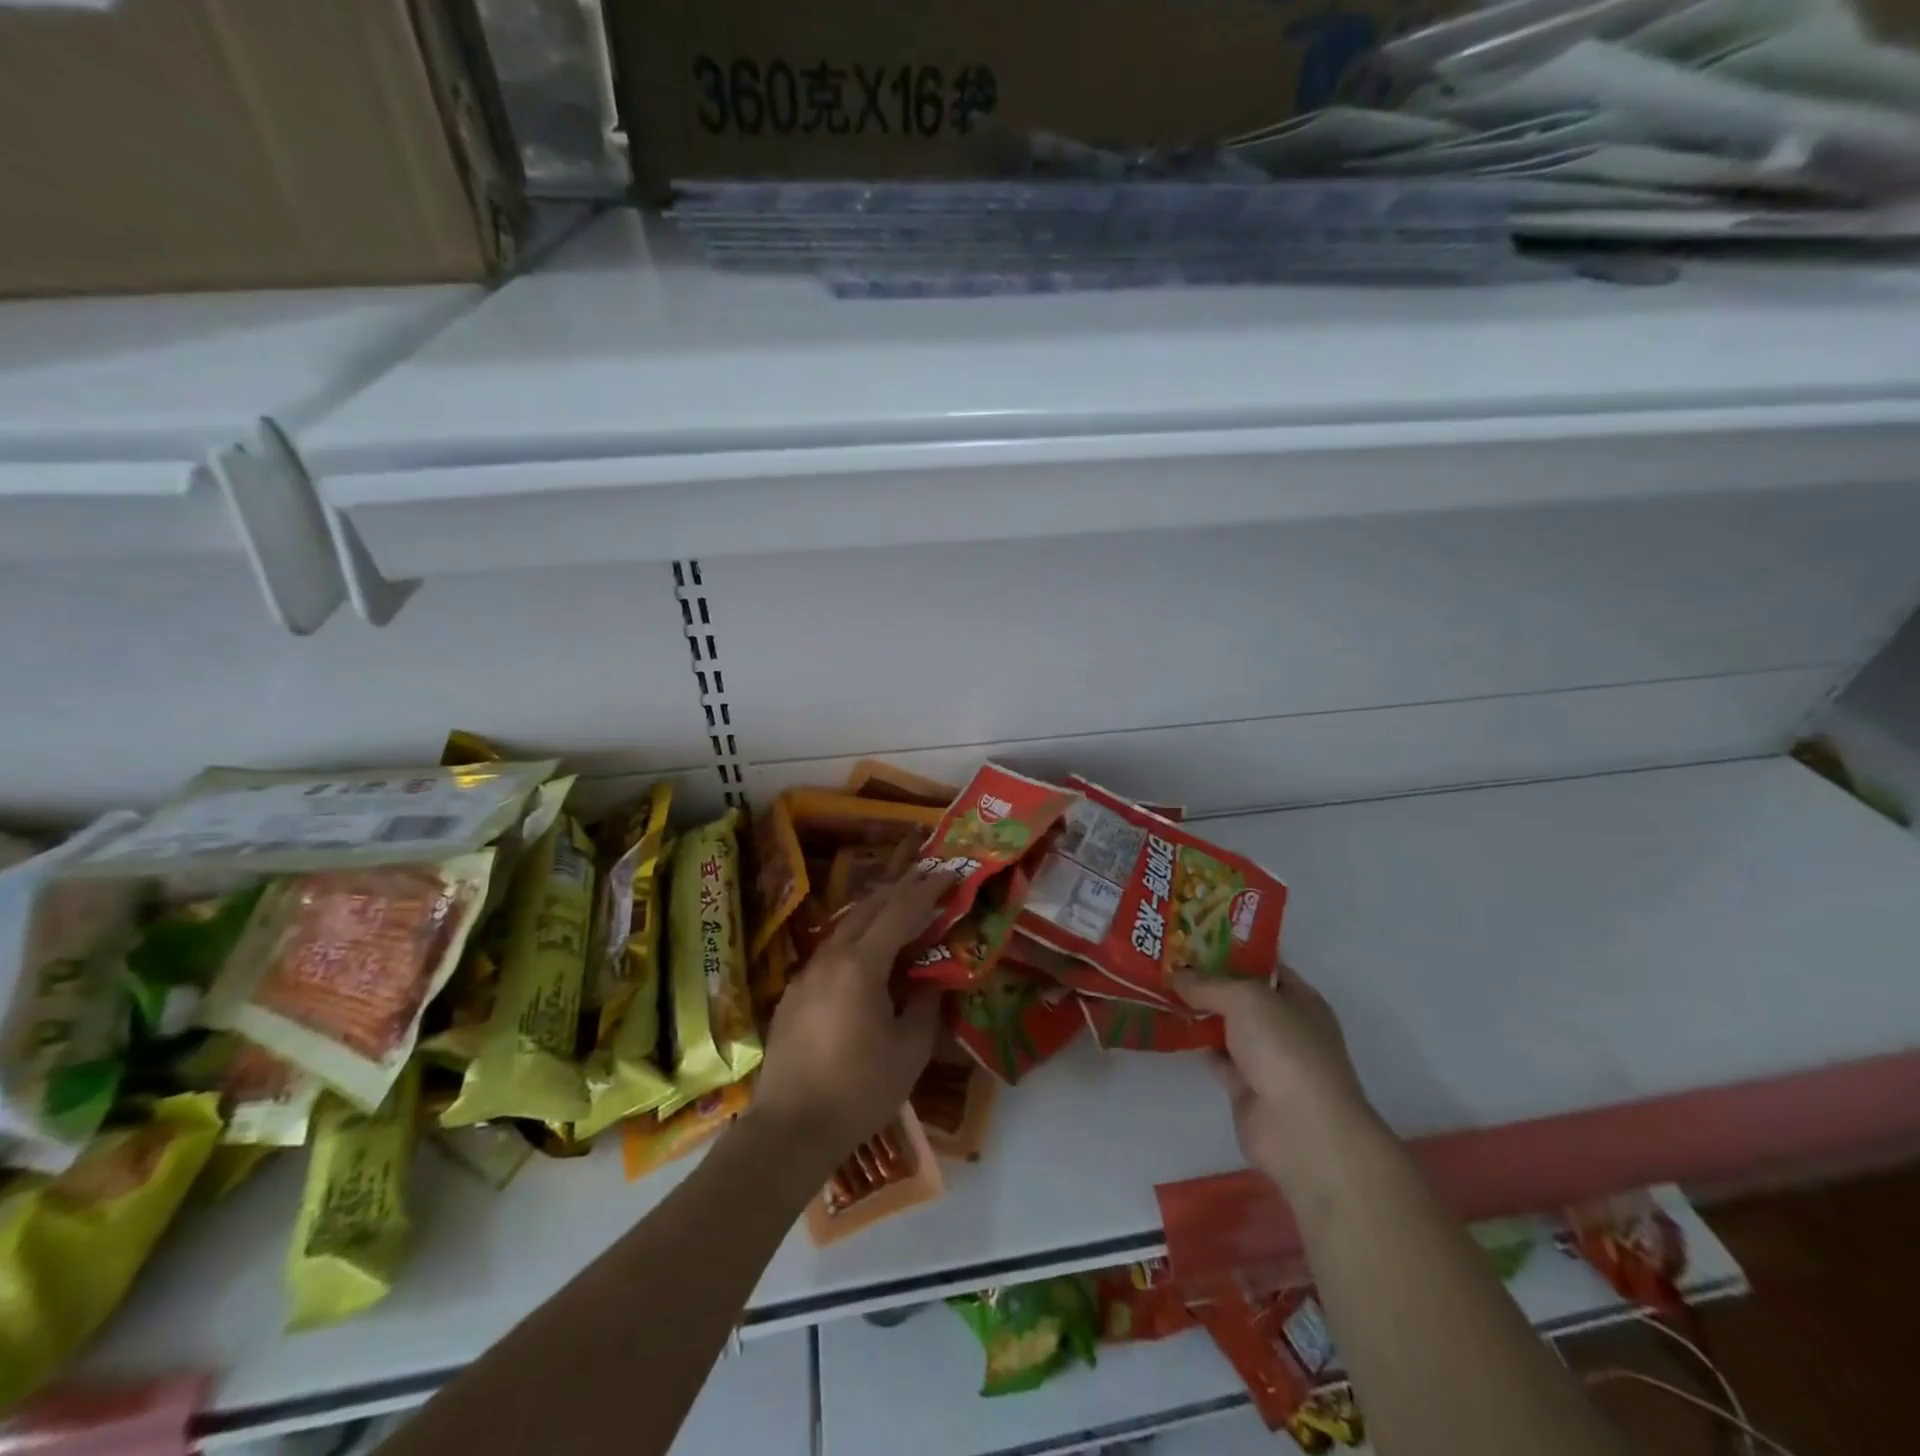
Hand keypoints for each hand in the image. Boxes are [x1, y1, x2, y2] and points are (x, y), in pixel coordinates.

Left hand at [750, 872, 947, 1169]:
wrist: (789, 1129)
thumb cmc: (859, 1090)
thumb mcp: (910, 1051)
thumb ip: (926, 1006)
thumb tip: (932, 981)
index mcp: (861, 966)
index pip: (900, 912)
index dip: (927, 890)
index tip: (948, 872)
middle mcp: (830, 958)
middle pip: (868, 908)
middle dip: (899, 888)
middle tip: (926, 877)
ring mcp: (806, 974)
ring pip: (845, 927)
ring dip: (874, 911)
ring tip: (899, 907)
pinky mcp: (793, 993)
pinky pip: (830, 951)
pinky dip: (855, 938)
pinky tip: (864, 954)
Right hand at [1173, 963, 1381, 1190]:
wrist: (1299, 1128)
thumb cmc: (1284, 1048)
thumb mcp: (1245, 998)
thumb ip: (1208, 984)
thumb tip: (1176, 975)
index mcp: (1300, 999)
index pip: (1265, 965)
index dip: (1232, 950)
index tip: (1194, 939)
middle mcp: (1286, 1026)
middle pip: (1242, 996)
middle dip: (1209, 981)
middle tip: (1169, 961)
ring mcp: (1267, 1059)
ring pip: (1227, 1026)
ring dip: (1199, 1013)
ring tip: (1161, 989)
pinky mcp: (1246, 1088)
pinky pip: (1217, 1057)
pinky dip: (1197, 1045)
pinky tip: (1170, 1028)